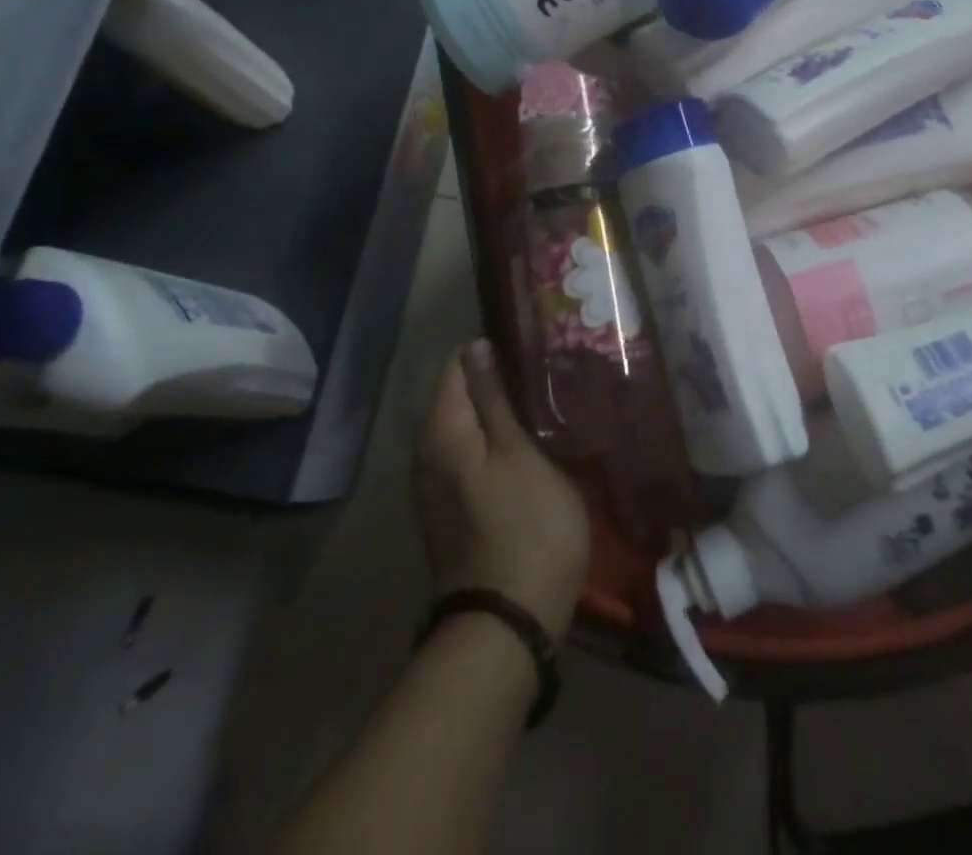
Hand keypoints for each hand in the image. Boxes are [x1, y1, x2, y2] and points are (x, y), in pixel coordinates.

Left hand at [414, 339, 589, 640]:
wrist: (506, 624)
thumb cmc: (526, 527)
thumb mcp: (519, 453)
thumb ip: (494, 399)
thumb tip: (475, 347)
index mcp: (441, 430)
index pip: (457, 365)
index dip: (493, 351)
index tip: (533, 352)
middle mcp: (425, 452)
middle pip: (457, 396)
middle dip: (496, 381)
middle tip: (546, 377)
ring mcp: (433, 485)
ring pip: (463, 427)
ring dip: (496, 414)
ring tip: (542, 405)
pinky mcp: (449, 510)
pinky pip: (467, 455)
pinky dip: (492, 444)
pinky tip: (525, 446)